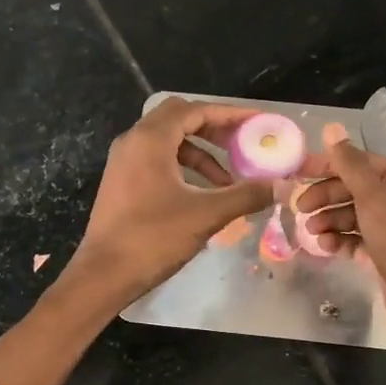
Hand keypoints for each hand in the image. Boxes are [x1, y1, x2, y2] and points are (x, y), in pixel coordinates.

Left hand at [70, 98, 275, 302]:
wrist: (104, 274)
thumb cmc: (153, 238)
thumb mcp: (206, 215)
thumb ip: (245, 195)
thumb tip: (281, 186)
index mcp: (150, 140)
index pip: (195, 110)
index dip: (229, 114)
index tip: (257, 123)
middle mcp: (133, 142)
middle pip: (179, 119)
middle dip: (214, 129)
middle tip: (243, 145)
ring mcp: (124, 162)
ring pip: (168, 142)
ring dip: (200, 154)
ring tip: (227, 180)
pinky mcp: (121, 182)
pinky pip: (157, 161)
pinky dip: (183, 168)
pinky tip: (201, 194)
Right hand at [296, 127, 385, 349]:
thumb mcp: (376, 201)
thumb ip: (351, 166)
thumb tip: (332, 129)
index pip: (361, 163)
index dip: (328, 165)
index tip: (297, 172)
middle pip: (355, 190)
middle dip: (327, 197)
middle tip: (300, 209)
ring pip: (354, 217)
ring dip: (330, 221)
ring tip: (312, 233)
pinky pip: (357, 241)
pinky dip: (341, 242)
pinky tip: (326, 248)